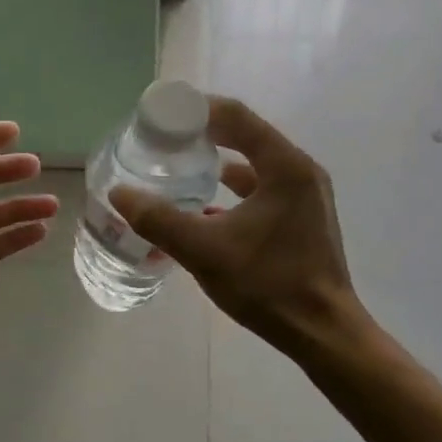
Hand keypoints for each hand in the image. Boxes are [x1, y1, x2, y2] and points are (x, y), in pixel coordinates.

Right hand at [109, 97, 363, 357]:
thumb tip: (119, 193)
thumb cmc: (269, 284)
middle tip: (164, 139)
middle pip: (246, 135)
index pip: (236, 116)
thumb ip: (159, 220)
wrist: (323, 332)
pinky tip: (205, 207)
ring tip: (180, 167)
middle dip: (203, 133)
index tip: (161, 115)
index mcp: (285, 166)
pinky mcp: (304, 218)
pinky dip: (234, 189)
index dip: (196, 109)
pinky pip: (263, 189)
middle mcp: (300, 171)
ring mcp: (306, 195)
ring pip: (255, 164)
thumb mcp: (205, 251)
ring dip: (218, 161)